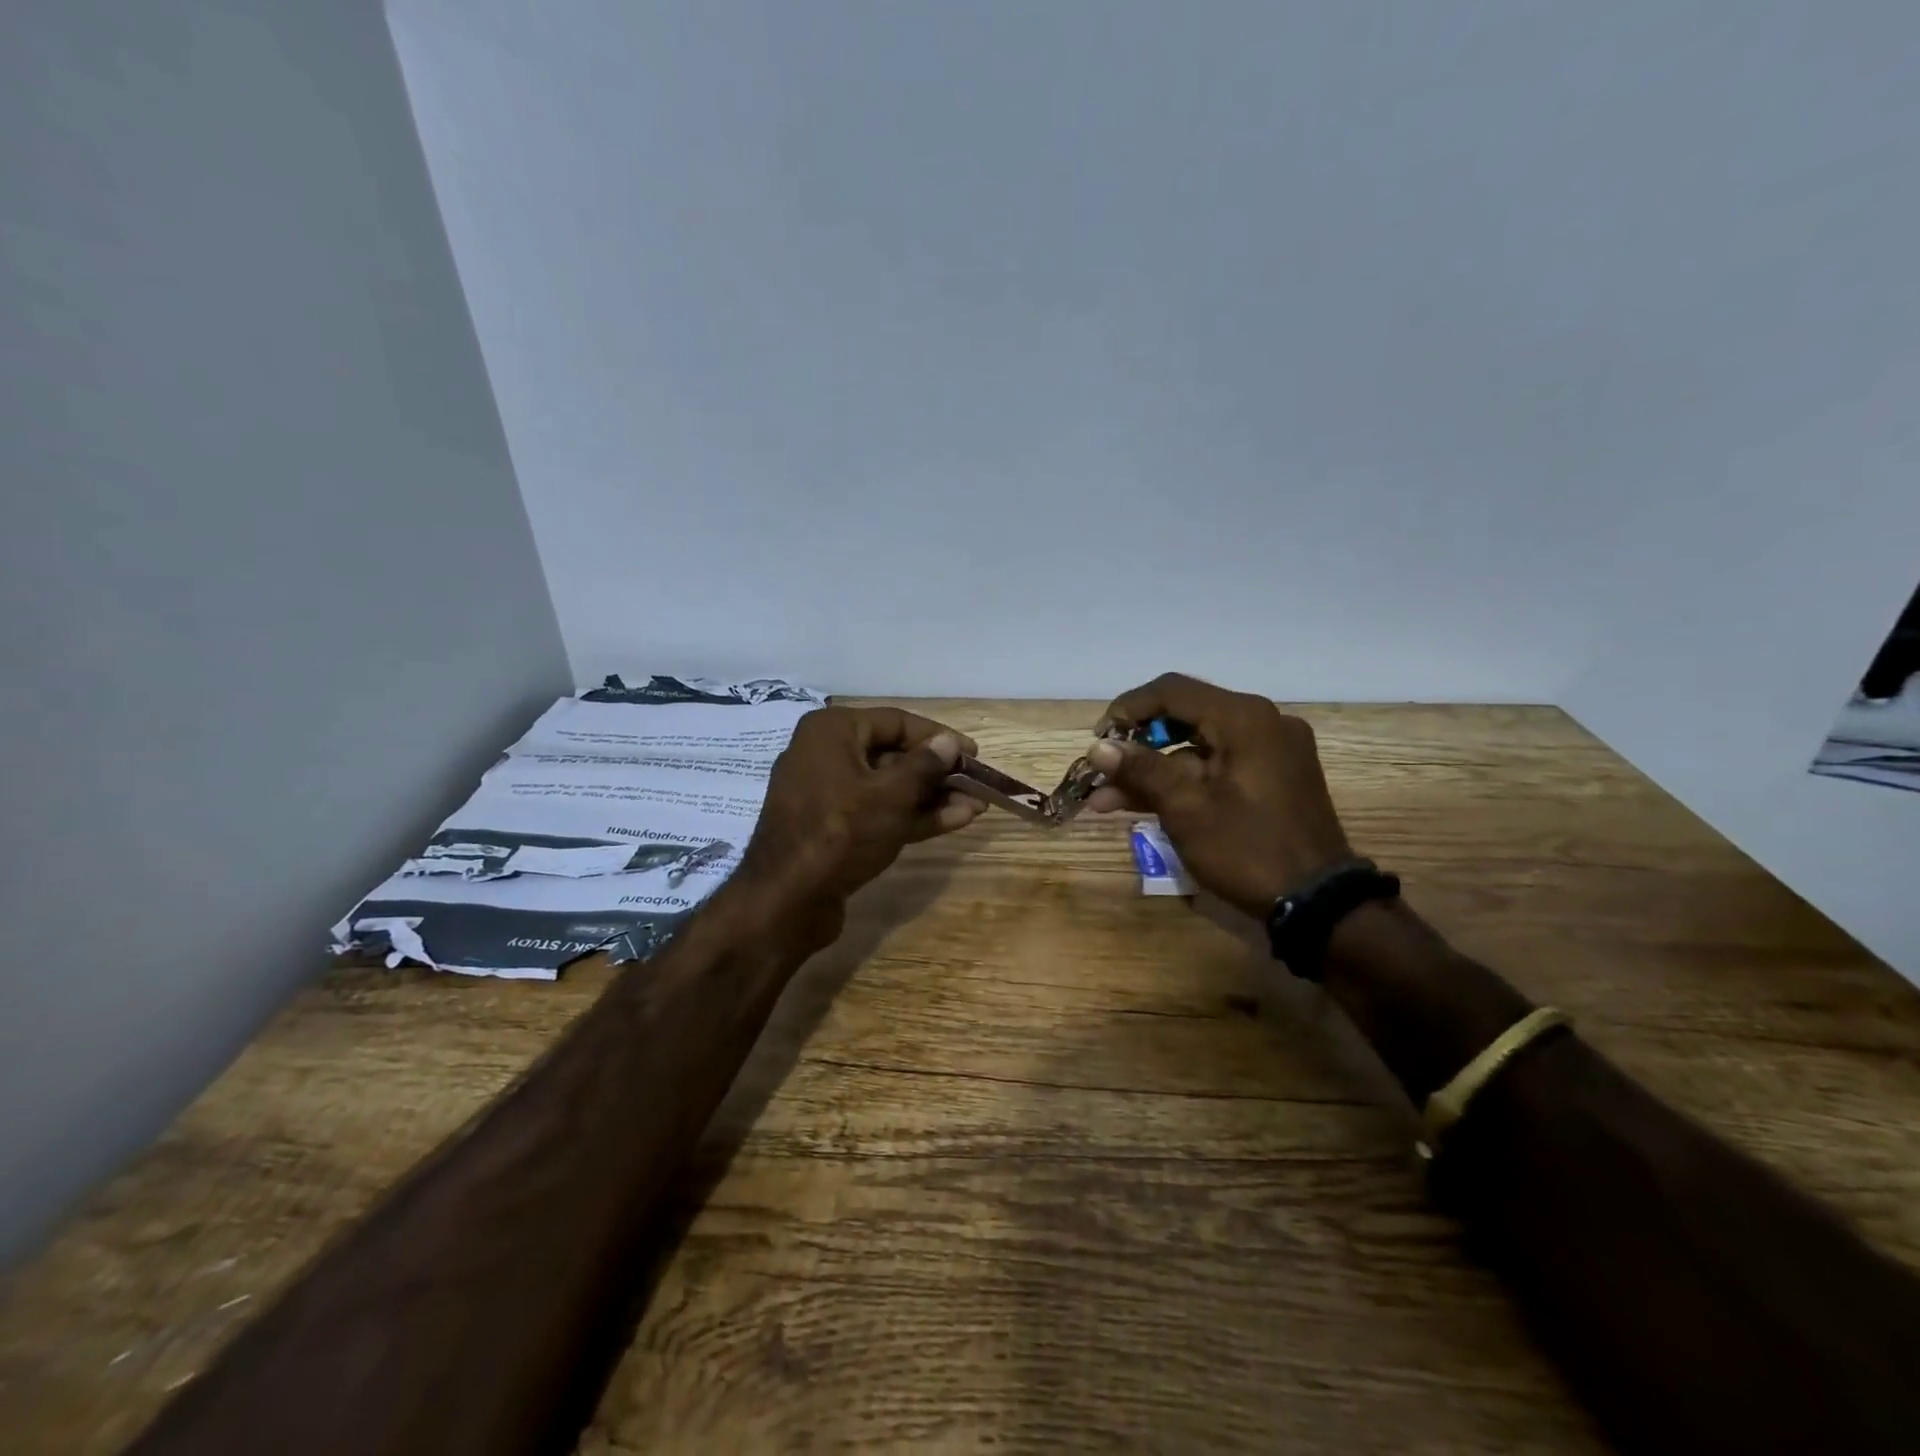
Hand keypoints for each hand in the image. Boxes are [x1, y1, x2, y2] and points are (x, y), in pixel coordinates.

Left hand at [737, 706, 984, 935]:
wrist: (787, 900)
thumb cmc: (841, 832)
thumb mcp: (891, 795)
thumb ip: (925, 765)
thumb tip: (949, 742)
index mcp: (832, 731)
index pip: (896, 722)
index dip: (939, 737)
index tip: (973, 755)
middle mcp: (826, 754)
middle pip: (893, 755)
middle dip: (938, 772)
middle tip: (976, 784)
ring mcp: (827, 794)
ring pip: (888, 787)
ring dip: (931, 796)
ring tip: (975, 805)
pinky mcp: (832, 828)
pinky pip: (877, 812)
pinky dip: (912, 815)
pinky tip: (954, 820)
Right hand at [1085, 673, 1351, 917]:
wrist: (1319, 904)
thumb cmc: (1248, 850)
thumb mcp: (1187, 809)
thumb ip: (1141, 770)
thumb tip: (1098, 747)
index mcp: (1245, 719)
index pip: (1171, 691)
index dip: (1127, 710)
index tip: (1098, 741)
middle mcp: (1262, 722)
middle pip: (1184, 716)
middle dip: (1136, 746)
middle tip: (1101, 772)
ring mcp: (1272, 750)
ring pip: (1197, 746)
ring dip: (1154, 770)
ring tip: (1106, 800)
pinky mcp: (1274, 776)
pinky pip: (1217, 765)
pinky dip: (1183, 781)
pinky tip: (1144, 804)